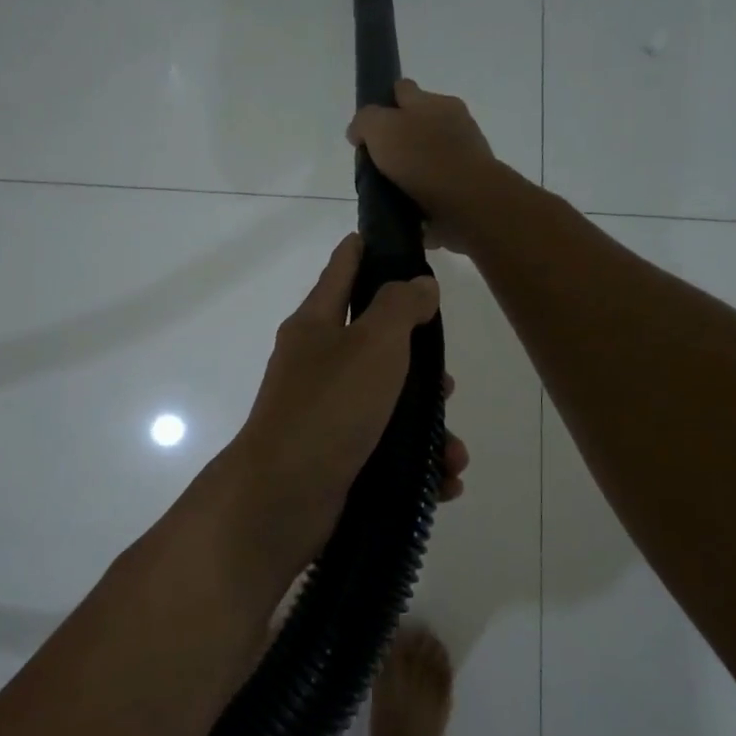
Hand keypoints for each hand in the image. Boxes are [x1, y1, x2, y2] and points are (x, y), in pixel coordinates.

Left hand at [218, 234, 467, 585]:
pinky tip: (442, 481)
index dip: (366, 250)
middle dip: (419, 363)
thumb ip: (399, 307)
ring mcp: (325, 415)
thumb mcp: (372, 344)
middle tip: (446, 381)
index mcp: (315, 326)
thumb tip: (419, 283)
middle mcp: (317, 366)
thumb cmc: (329, 408)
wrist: (282, 499)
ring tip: (453, 452)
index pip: (342, 271)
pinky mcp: (337, 459)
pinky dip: (416, 465)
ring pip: (389, 406)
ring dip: (428, 427)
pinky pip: (387, 452)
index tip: (392, 236)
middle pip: (376, 346)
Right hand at [346, 79, 504, 248]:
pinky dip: (425, 194)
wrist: (468, 203)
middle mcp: (453, 122)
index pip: (403, 89)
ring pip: (428, 155)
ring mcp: (464, 154)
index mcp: (434, 102)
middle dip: (399, 139)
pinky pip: (438, 185)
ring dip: (412, 169)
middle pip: (417, 123)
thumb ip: (365, 122)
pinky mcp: (468, 185)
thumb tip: (358, 132)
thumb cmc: (423, 158)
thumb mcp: (381, 128)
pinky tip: (409, 207)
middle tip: (377, 163)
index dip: (383, 102)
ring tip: (390, 190)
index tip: (368, 127)